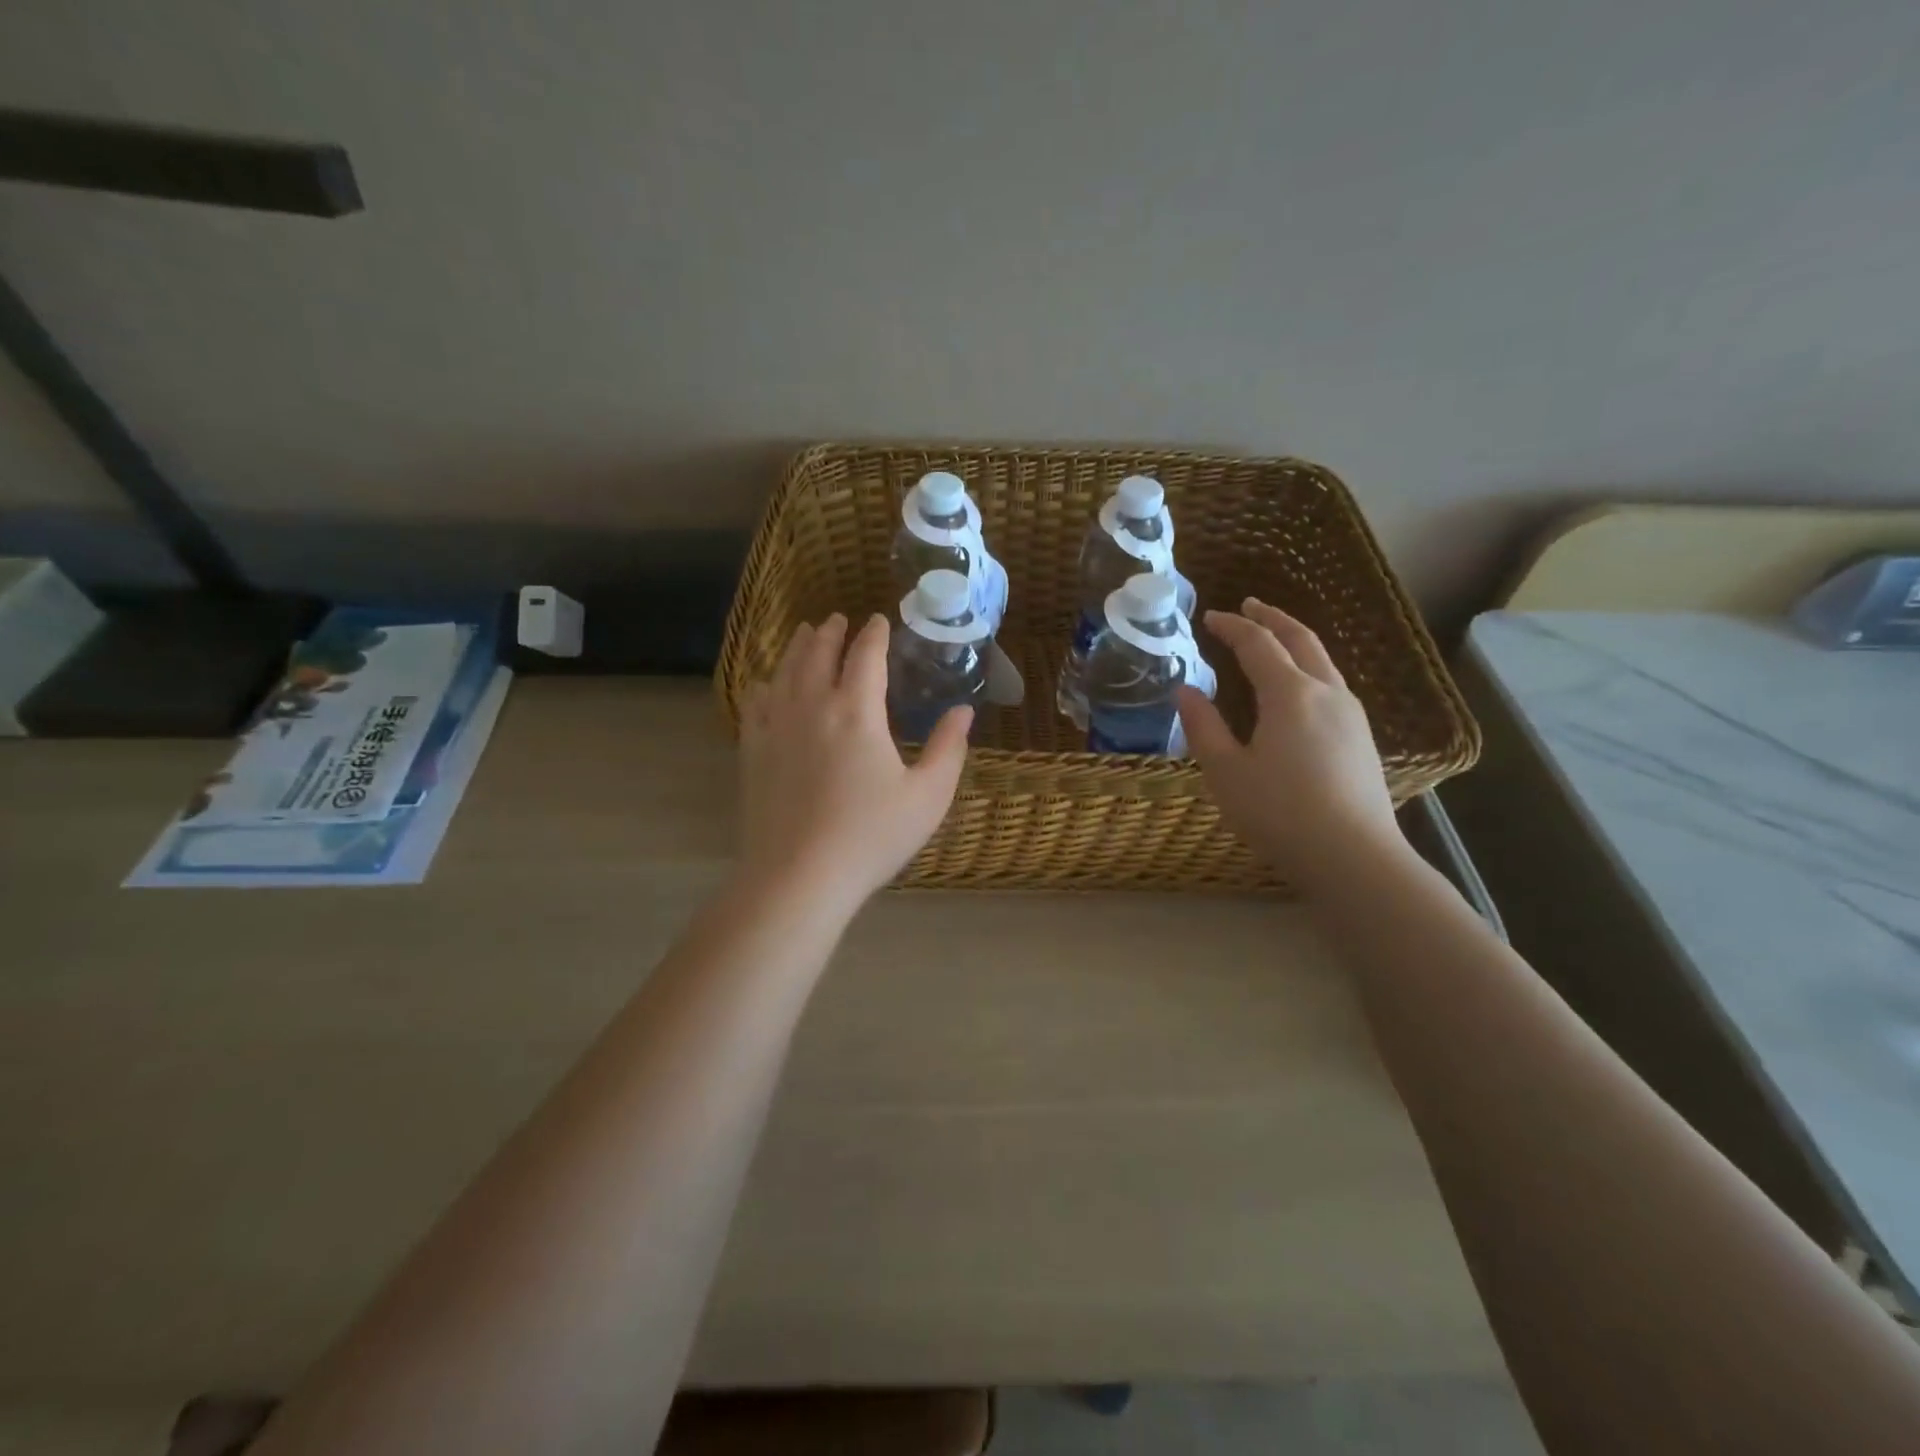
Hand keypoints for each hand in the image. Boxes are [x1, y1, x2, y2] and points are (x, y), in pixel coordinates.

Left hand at [738, 613, 970, 912]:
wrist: (798, 876)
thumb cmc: (870, 837)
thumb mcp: (927, 796)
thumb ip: (948, 748)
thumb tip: (964, 711)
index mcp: (857, 711)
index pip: (866, 656)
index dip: (874, 634)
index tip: (879, 621)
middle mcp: (812, 706)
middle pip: (819, 654)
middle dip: (831, 632)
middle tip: (838, 619)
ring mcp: (776, 727)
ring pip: (785, 671)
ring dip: (798, 648)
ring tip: (806, 634)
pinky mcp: (753, 751)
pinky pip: (756, 703)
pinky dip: (765, 684)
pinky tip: (766, 684)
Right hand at [1177, 598, 1404, 891]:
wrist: (1353, 856)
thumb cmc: (1279, 812)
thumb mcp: (1226, 772)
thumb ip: (1203, 726)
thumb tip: (1185, 690)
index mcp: (1290, 694)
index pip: (1258, 644)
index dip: (1232, 627)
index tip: (1210, 618)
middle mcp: (1326, 693)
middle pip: (1301, 640)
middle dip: (1272, 618)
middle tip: (1249, 605)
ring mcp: (1352, 715)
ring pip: (1323, 661)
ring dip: (1295, 641)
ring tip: (1273, 640)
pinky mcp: (1362, 739)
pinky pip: (1332, 685)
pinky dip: (1309, 668)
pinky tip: (1299, 689)